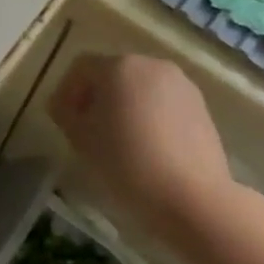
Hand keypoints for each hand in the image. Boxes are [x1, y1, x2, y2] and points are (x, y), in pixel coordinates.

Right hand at [49, 53, 234, 232]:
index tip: (62, 120)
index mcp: (119, 67)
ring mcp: (181, 85)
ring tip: (117, 139)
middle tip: (86, 129)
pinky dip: (149, 116)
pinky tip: (145, 146)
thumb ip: (65, 114)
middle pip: (113, 73)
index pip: (81, 67)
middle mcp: (152, 65)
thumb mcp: (81, 139)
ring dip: (123, 106)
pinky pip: (163, 103)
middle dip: (96, 96)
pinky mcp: (201, 107)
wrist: (191, 197)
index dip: (66, 91)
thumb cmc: (126, 162)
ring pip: (140, 87)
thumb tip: (63, 106)